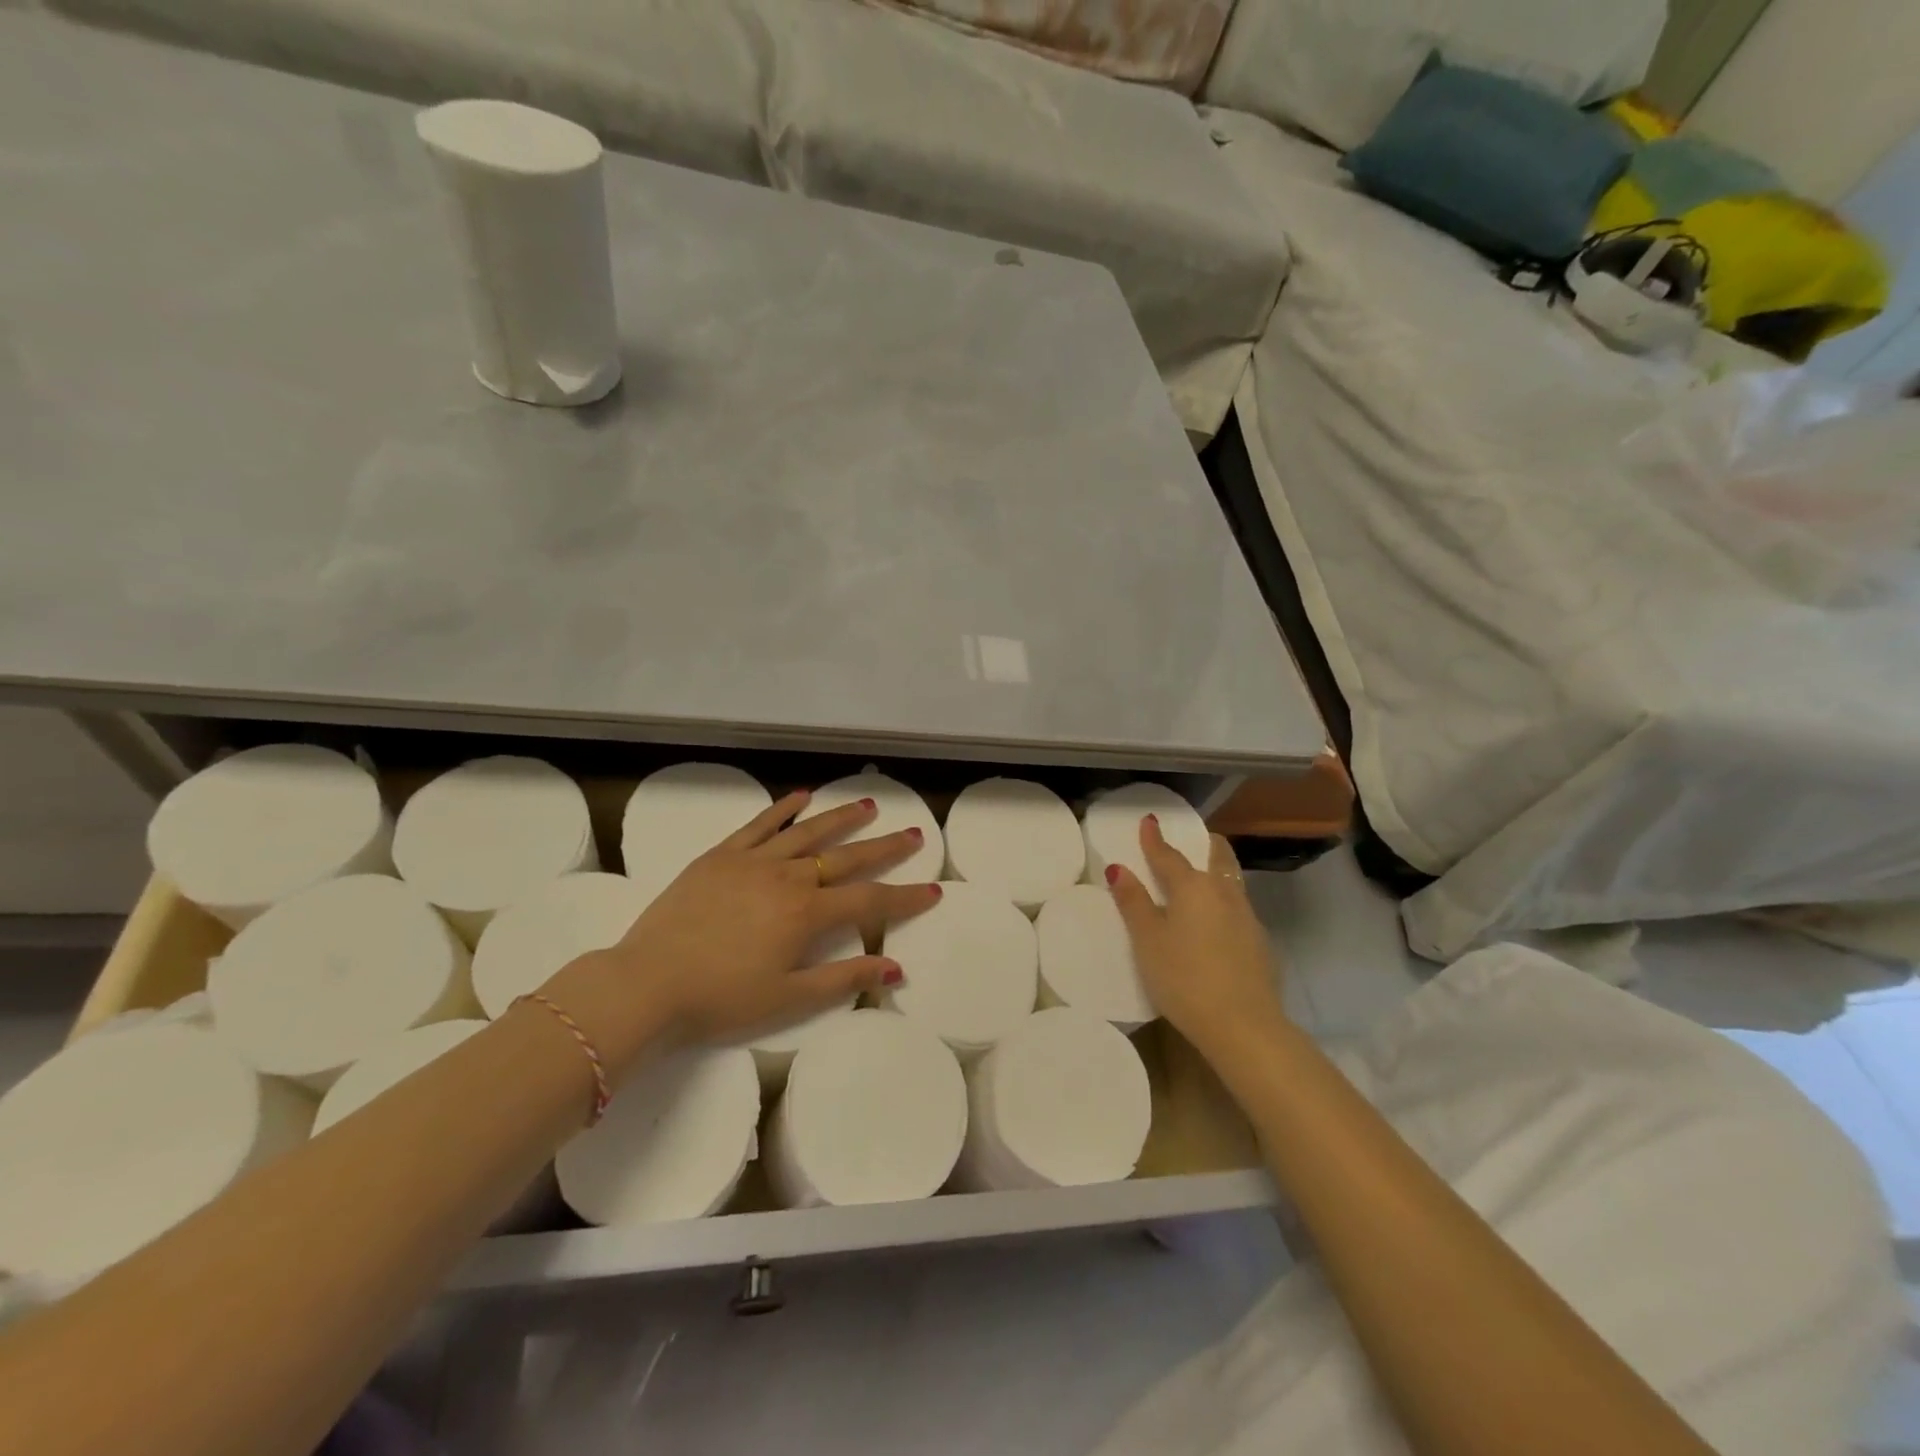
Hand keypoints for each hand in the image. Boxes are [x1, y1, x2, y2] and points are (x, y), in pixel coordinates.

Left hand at [541, 790, 940, 1076]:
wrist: (648, 982)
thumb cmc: (721, 998)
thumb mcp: (788, 999)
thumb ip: (844, 980)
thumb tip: (894, 968)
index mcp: (807, 914)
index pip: (870, 901)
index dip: (905, 897)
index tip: (933, 889)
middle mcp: (788, 878)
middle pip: (846, 857)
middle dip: (885, 847)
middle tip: (914, 833)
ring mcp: (753, 861)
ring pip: (808, 832)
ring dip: (842, 818)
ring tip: (869, 805)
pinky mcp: (721, 856)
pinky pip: (759, 824)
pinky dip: (783, 809)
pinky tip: (802, 796)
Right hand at [1107, 817, 1283, 1055]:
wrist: (1244, 1025)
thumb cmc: (1184, 978)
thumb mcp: (1148, 941)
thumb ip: (1134, 903)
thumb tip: (1119, 868)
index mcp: (1192, 888)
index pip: (1169, 856)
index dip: (1155, 839)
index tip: (1149, 820)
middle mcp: (1223, 894)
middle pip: (1217, 858)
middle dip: (1206, 845)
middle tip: (1199, 838)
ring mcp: (1247, 918)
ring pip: (1232, 882)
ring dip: (1219, 872)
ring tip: (1207, 876)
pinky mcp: (1260, 944)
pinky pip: (1240, 910)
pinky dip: (1226, 903)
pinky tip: (1219, 922)